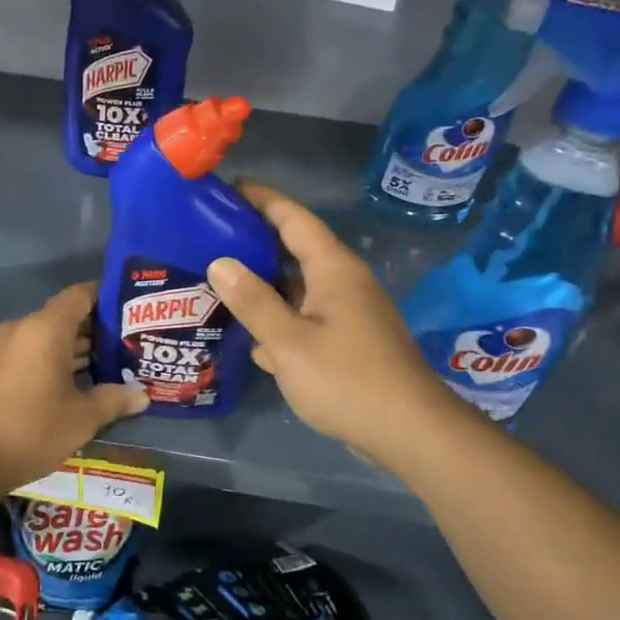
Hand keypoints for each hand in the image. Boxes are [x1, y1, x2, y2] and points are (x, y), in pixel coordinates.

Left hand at [0, 282, 148, 493]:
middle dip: (96, 328)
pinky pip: (31, 352)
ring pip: (48, 336)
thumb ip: (114, 399)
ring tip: (110, 364)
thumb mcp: (82, 418)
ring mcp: (4, 348)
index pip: (81, 295)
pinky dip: (54, 359)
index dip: (107, 296)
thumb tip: (142, 395)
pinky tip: (77, 383)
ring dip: (75, 347)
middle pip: (65, 315)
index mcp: (46, 329)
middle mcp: (23, 328)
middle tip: (129, 343)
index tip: (131, 308)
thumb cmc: (32, 430)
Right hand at [206, 183, 465, 469]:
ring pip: (299, 286)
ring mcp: (350, 311)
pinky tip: (252, 336)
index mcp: (333, 267)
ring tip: (220, 282)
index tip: (227, 188)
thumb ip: (253, 301)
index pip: (293, 216)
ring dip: (265, 284)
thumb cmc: (346, 379)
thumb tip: (220, 262)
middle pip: (295, 248)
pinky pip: (308, 315)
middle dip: (255, 241)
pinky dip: (281, 317)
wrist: (409, 432)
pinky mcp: (350, 339)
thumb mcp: (288, 342)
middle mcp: (344, 280)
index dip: (261, 198)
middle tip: (210, 237)